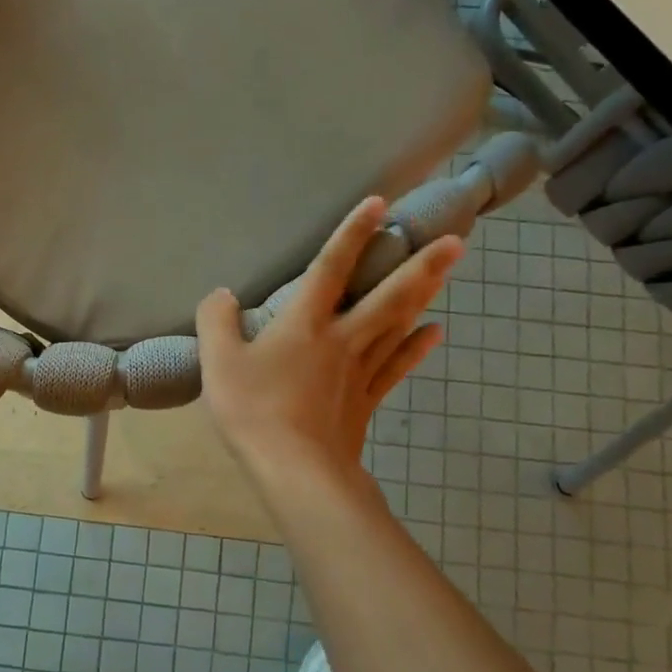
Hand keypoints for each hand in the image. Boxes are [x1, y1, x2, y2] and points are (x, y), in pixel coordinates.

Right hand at [197, 197, 461, 480]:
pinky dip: (416, 347)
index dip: (353, 234)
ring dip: (424, 295)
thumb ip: (215, 322)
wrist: (295, 469)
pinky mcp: (367, 400)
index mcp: (304, 324)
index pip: (331, 268)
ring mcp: (359, 370)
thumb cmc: (254, 411)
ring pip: (398, 324)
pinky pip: (396, 366)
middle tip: (456, 240)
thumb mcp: (218, 362)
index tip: (379, 203)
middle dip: (420, 265)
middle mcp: (341, 338)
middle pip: (387, 295)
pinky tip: (435, 332)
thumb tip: (221, 295)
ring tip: (447, 271)